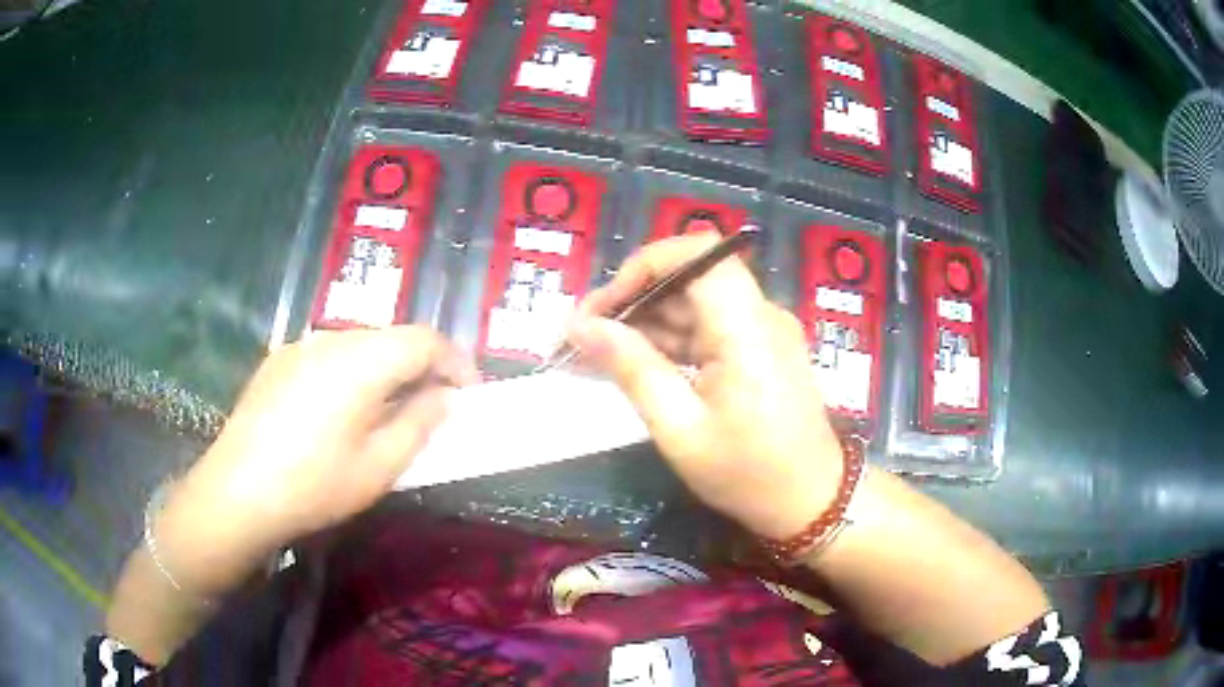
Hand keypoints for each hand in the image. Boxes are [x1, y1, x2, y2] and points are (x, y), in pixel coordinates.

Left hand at [157, 327, 476, 594]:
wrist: (237, 492)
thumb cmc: (314, 486)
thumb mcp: (379, 467)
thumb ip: (420, 424)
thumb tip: (443, 397)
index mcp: (360, 361)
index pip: (423, 339)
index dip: (455, 361)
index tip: (469, 392)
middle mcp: (330, 339)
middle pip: (390, 338)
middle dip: (420, 366)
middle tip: (432, 406)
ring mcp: (299, 347)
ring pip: (359, 345)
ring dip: (384, 369)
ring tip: (386, 411)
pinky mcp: (278, 361)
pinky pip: (328, 355)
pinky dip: (351, 373)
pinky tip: (340, 411)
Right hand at [568, 234, 842, 540]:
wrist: (812, 500)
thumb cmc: (748, 474)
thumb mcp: (680, 430)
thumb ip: (633, 369)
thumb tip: (583, 328)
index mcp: (746, 328)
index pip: (697, 253)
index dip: (644, 266)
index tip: (605, 307)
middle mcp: (759, 314)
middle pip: (691, 276)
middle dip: (633, 297)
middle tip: (584, 335)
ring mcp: (763, 330)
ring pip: (695, 302)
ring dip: (646, 321)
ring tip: (597, 353)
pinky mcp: (760, 348)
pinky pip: (708, 327)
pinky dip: (670, 340)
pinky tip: (634, 363)